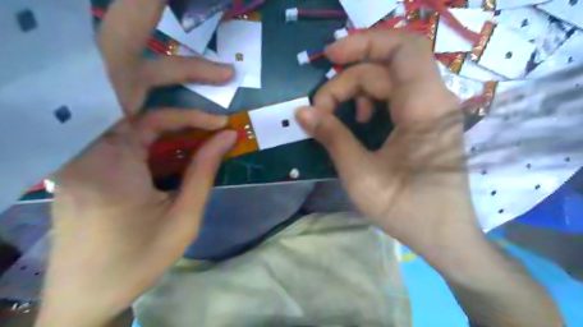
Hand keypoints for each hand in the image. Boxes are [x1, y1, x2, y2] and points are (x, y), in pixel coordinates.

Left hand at [38, 2, 236, 324]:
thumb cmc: (135, 261)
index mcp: (104, 158)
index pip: (123, 90)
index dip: (159, 65)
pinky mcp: (107, 152)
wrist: (88, 292)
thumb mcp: (182, 219)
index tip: (189, 48)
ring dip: (180, 89)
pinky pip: (144, 122)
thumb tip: (227, 133)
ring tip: (221, 84)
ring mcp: (97, 144)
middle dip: (172, 59)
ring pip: (138, 97)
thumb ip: (204, 171)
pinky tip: (204, 127)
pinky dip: (177, 121)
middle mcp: (92, 140)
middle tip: (217, 58)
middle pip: (127, 78)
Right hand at [297, 31, 483, 270]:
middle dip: (346, 82)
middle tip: (319, 110)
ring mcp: (431, 111)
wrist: (443, 236)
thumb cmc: (405, 209)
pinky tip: (361, 122)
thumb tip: (301, 112)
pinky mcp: (426, 122)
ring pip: (388, 81)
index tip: (329, 57)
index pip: (402, 49)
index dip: (364, 42)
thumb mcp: (360, 174)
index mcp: (425, 108)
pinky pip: (395, 97)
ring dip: (356, 92)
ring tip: (340, 118)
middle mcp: (433, 101)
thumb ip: (331, 137)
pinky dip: (370, 102)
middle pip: (384, 69)